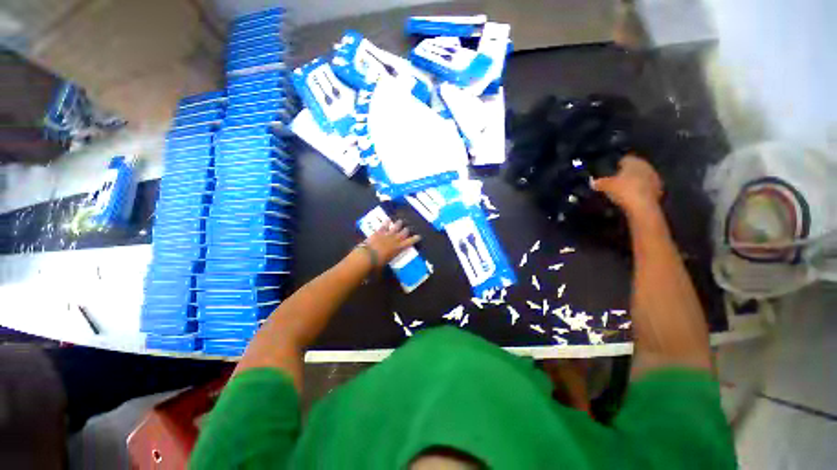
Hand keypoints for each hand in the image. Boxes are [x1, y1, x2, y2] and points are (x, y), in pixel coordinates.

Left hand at [361, 220, 421, 267]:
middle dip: (406, 231)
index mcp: (398, 248)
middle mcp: (395, 240)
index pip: (409, 242)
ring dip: (398, 224)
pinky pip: (384, 226)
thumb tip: (384, 267)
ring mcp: (387, 235)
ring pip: (395, 228)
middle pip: (403, 233)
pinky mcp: (378, 232)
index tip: (418, 236)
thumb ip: (387, 262)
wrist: (367, 256)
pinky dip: (386, 223)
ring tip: (400, 221)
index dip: (415, 239)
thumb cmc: (377, 264)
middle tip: (408, 229)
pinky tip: (388, 219)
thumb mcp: (385, 265)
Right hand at [592, 155, 662, 215]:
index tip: (611, 171)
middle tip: (616, 180)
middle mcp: (646, 166)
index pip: (625, 159)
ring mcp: (654, 177)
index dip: (617, 165)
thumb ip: (599, 182)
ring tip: (624, 189)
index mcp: (634, 161)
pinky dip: (640, 189)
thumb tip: (592, 182)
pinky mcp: (658, 189)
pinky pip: (646, 186)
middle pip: (634, 167)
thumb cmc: (623, 190)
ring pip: (641, 176)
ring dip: (635, 181)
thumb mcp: (606, 186)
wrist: (643, 206)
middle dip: (627, 173)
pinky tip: (632, 196)